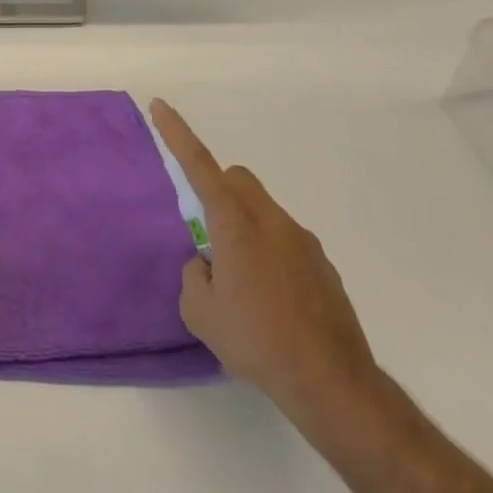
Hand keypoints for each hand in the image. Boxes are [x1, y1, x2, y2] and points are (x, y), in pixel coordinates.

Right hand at [149, 99, 382, 437]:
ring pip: (263, 211)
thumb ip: (194, 275)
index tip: (159, 106)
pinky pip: (287, 241)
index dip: (176, 133)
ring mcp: (302, 241)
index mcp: (234, 224)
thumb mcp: (201, 313)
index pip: (199, 164)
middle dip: (219, 190)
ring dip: (246, 228)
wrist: (333, 386)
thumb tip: (207, 264)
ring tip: (245, 284)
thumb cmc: (257, 342)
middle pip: (238, 179)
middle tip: (211, 236)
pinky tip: (275, 302)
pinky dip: (272, 255)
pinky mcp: (324, 266)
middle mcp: (270, 220)